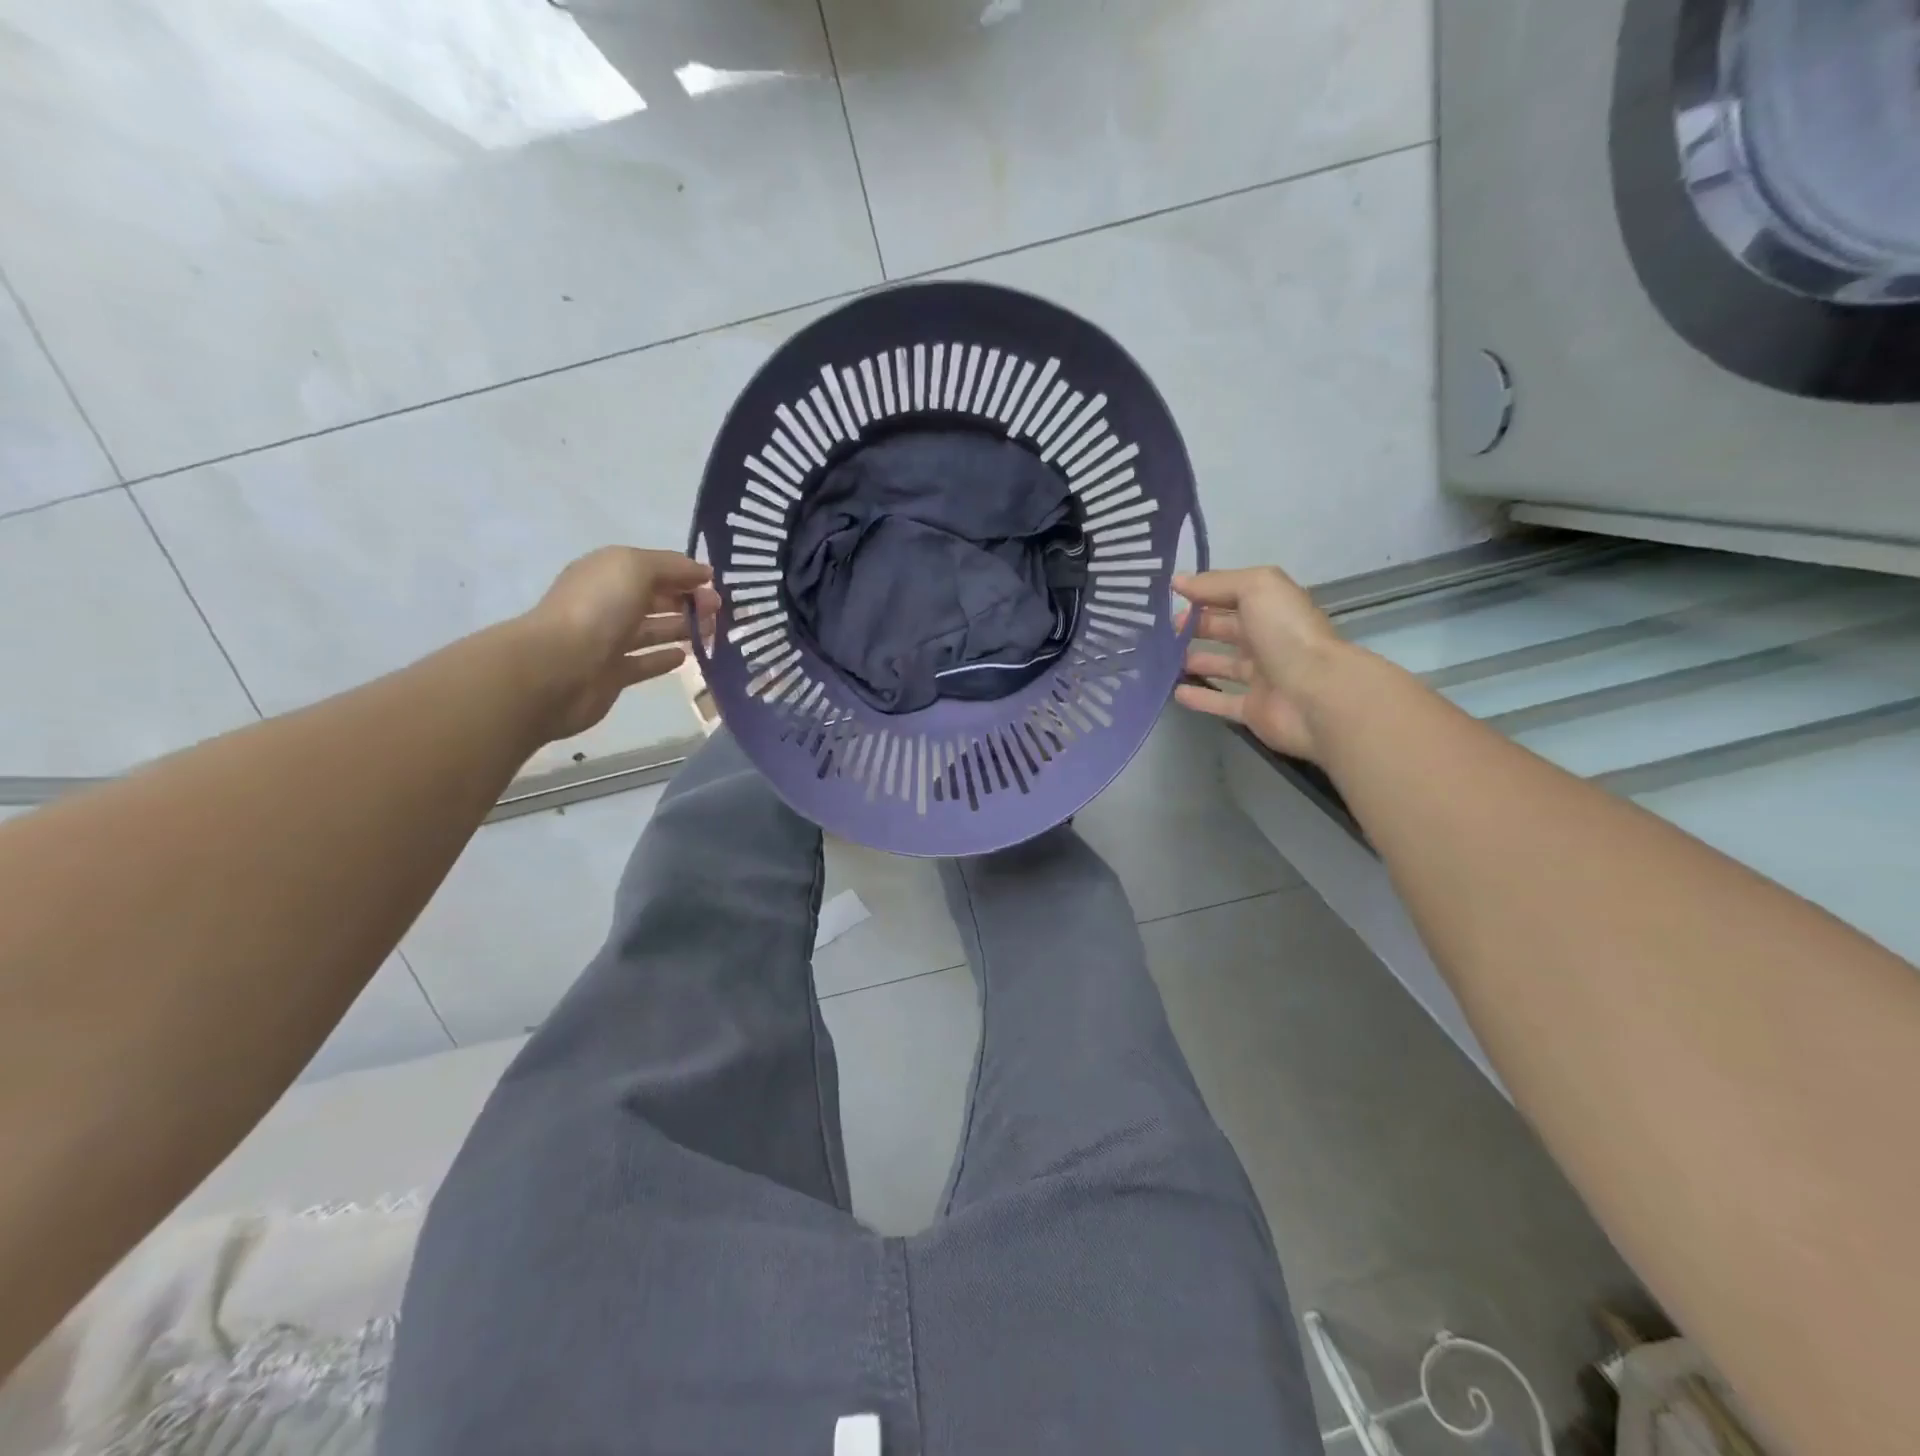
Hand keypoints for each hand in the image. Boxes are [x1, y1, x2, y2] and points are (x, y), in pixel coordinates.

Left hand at [519, 547, 720, 742]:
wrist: (558, 668)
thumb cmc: (598, 609)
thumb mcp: (635, 568)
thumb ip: (671, 566)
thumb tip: (703, 573)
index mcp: (608, 573)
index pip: (653, 568)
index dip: (684, 573)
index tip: (716, 585)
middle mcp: (607, 604)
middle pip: (654, 599)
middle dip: (687, 601)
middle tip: (719, 611)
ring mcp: (608, 641)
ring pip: (652, 630)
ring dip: (682, 628)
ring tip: (711, 632)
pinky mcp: (613, 674)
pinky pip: (644, 662)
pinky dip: (665, 658)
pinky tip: (687, 657)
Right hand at [1173, 566, 1347, 761]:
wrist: (1317, 695)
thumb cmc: (1287, 634)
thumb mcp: (1256, 588)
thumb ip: (1217, 583)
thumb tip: (1178, 581)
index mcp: (1272, 609)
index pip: (1234, 596)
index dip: (1205, 594)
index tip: (1171, 597)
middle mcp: (1268, 640)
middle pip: (1227, 629)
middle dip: (1196, 626)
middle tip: (1164, 630)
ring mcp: (1262, 678)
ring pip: (1222, 665)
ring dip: (1195, 660)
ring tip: (1163, 658)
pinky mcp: (1253, 710)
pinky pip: (1221, 702)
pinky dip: (1199, 698)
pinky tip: (1175, 692)